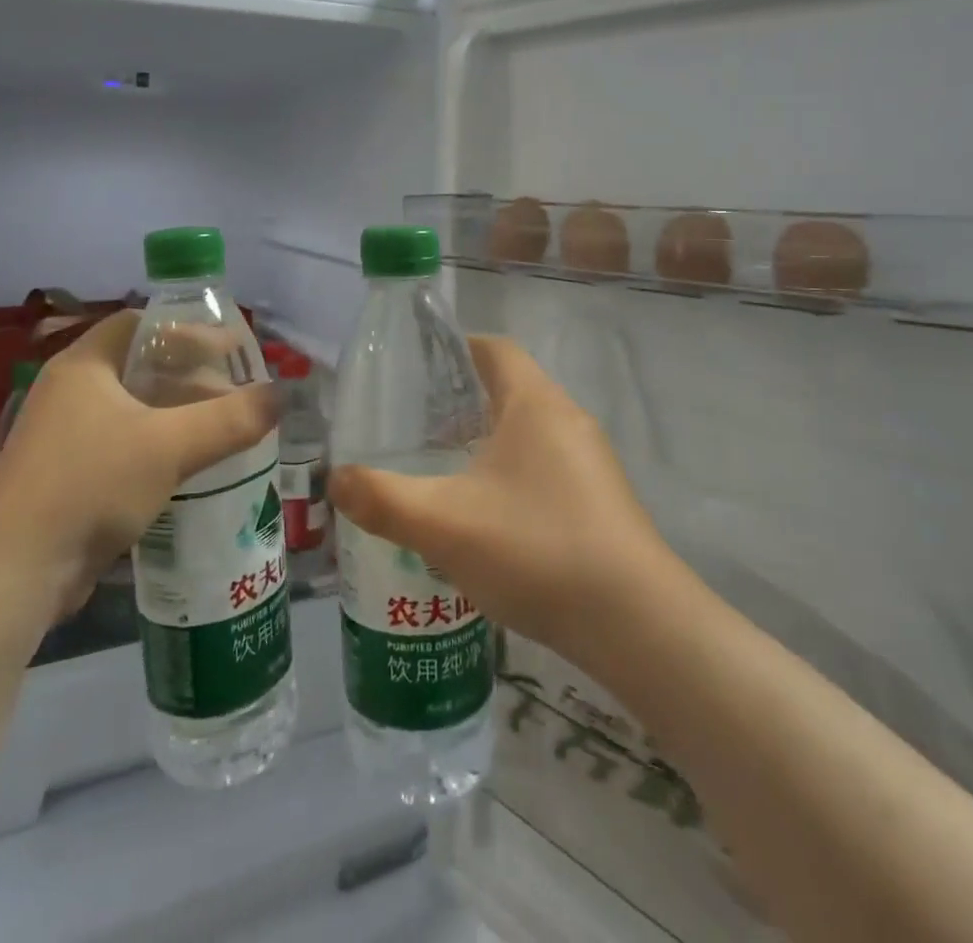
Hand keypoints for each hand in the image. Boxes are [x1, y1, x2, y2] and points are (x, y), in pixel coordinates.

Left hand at [0, 309, 279, 620]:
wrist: (13, 575)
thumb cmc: (90, 486)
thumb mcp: (171, 447)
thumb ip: (231, 419)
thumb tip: (281, 395)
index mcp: (83, 366)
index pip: (140, 324)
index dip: (188, 331)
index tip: (230, 351)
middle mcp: (68, 392)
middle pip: (139, 367)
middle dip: (190, 377)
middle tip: (235, 392)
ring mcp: (62, 436)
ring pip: (132, 409)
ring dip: (177, 414)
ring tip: (222, 429)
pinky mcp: (64, 476)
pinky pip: (122, 444)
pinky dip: (157, 445)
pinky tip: (188, 468)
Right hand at [329, 336, 669, 662]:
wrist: (636, 624)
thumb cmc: (536, 548)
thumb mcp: (443, 524)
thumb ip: (382, 500)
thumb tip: (336, 480)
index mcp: (535, 403)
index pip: (494, 349)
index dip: (455, 349)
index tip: (415, 371)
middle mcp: (568, 419)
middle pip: (509, 390)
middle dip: (460, 403)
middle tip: (414, 429)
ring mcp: (591, 462)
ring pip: (528, 433)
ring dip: (486, 443)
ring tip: (441, 472)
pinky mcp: (601, 501)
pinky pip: (546, 468)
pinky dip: (511, 476)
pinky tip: (486, 520)